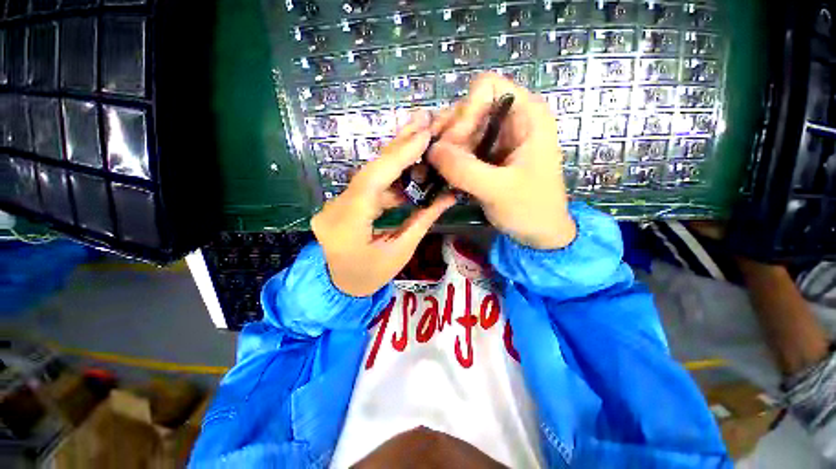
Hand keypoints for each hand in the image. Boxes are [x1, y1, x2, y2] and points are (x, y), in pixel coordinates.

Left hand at [311, 112, 455, 296]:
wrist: (339, 286)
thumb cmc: (371, 276)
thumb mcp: (401, 251)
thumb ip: (422, 220)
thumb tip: (448, 195)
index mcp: (348, 227)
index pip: (373, 182)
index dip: (398, 156)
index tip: (423, 135)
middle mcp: (334, 210)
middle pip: (368, 171)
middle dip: (397, 146)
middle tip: (422, 120)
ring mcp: (332, 205)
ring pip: (368, 176)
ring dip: (395, 161)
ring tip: (419, 142)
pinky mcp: (339, 204)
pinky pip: (366, 186)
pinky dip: (388, 179)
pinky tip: (406, 174)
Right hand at [427, 73, 575, 249]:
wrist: (539, 232)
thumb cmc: (531, 209)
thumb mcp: (499, 190)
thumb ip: (465, 169)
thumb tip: (431, 150)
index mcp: (526, 114)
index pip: (485, 88)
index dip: (466, 112)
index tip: (455, 145)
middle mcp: (510, 119)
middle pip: (467, 108)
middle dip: (450, 135)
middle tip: (438, 164)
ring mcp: (497, 138)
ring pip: (460, 129)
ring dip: (445, 149)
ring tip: (436, 172)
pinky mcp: (487, 156)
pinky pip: (461, 148)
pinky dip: (448, 160)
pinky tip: (441, 175)